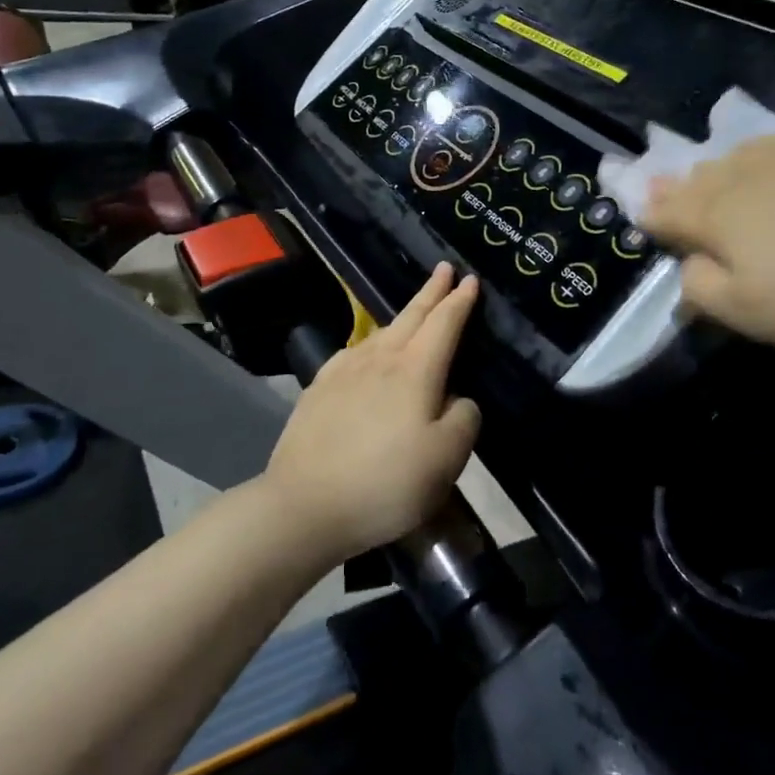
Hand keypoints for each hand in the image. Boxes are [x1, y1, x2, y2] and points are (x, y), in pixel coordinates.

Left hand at [262, 264, 481, 563]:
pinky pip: (354, 353)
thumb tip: (457, 399)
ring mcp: (344, 370)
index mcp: (415, 370)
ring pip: (381, 332)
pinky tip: (367, 354)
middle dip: (431, 291)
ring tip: (413, 313)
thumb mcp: (447, 460)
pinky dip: (371, 344)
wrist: (304, 505)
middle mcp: (380, 359)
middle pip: (411, 315)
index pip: (444, 323)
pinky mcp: (319, 389)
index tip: (470, 279)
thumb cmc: (386, 483)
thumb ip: (464, 419)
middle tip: (443, 269)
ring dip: (403, 316)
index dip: (460, 300)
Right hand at [638, 129, 774, 349]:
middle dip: (677, 187)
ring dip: (718, 166)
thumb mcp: (751, 312)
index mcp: (715, 216)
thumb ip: (703, 291)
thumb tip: (688, 268)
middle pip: (698, 179)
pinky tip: (774, 152)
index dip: (650, 215)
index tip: (639, 213)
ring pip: (737, 156)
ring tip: (712, 171)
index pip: (667, 213)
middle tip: (662, 186)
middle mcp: (742, 176)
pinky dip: (767, 150)